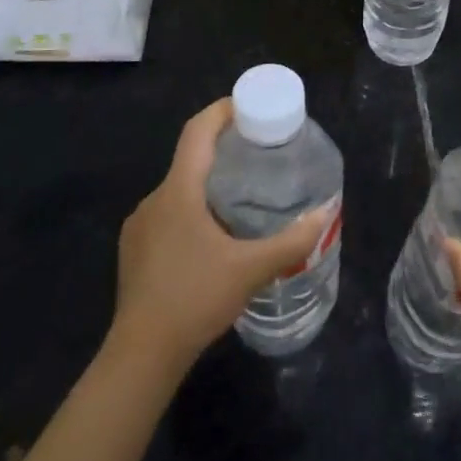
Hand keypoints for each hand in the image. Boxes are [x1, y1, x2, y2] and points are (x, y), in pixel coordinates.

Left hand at [111, 98, 327, 373]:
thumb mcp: (251, 270)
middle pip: (190, 158)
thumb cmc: (195, 299)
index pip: (197, 131)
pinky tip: (213, 236)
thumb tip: (325, 214)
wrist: (141, 354)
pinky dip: (192, 209)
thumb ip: (291, 241)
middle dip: (223, 150)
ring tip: (243, 196)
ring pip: (179, 189)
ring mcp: (140, 225)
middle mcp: (154, 199)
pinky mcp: (135, 250)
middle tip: (259, 155)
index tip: (248, 106)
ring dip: (208, 184)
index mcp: (179, 191)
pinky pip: (168, 213)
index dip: (221, 111)